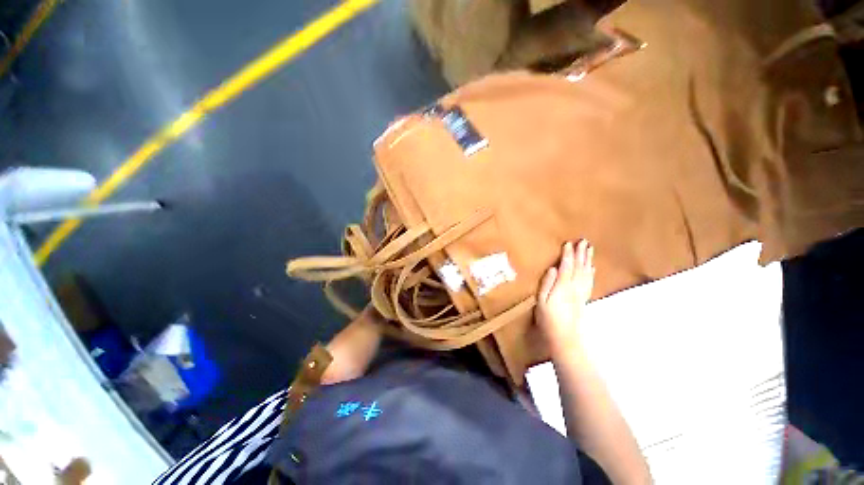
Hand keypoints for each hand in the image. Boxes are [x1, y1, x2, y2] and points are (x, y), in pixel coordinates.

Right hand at [535, 240, 594, 353]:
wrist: (565, 338)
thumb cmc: (548, 319)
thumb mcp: (541, 301)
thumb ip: (547, 283)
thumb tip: (553, 268)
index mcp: (563, 286)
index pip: (567, 266)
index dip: (568, 254)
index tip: (568, 243)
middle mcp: (575, 287)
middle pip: (579, 267)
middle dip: (581, 253)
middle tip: (584, 241)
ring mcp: (581, 293)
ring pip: (586, 273)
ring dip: (588, 260)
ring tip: (589, 249)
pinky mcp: (583, 299)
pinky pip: (589, 282)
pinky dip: (591, 273)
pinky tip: (592, 268)